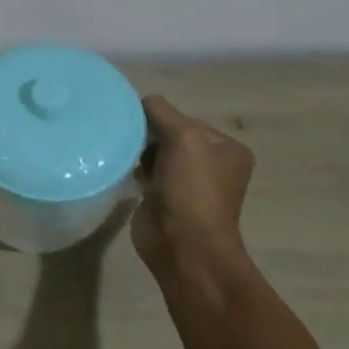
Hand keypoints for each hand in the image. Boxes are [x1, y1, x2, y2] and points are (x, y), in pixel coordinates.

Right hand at [130, 94, 255, 282]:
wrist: (184, 246)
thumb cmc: (192, 189)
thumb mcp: (182, 137)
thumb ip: (161, 112)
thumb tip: (139, 102)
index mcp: (227, 149)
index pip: (185, 119)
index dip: (161, 119)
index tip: (139, 126)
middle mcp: (211, 165)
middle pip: (169, 135)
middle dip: (147, 135)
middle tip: (127, 139)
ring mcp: (188, 185)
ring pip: (155, 154)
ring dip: (138, 152)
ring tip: (121, 153)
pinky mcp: (164, 200)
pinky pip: (145, 173)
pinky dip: (132, 169)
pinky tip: (120, 170)